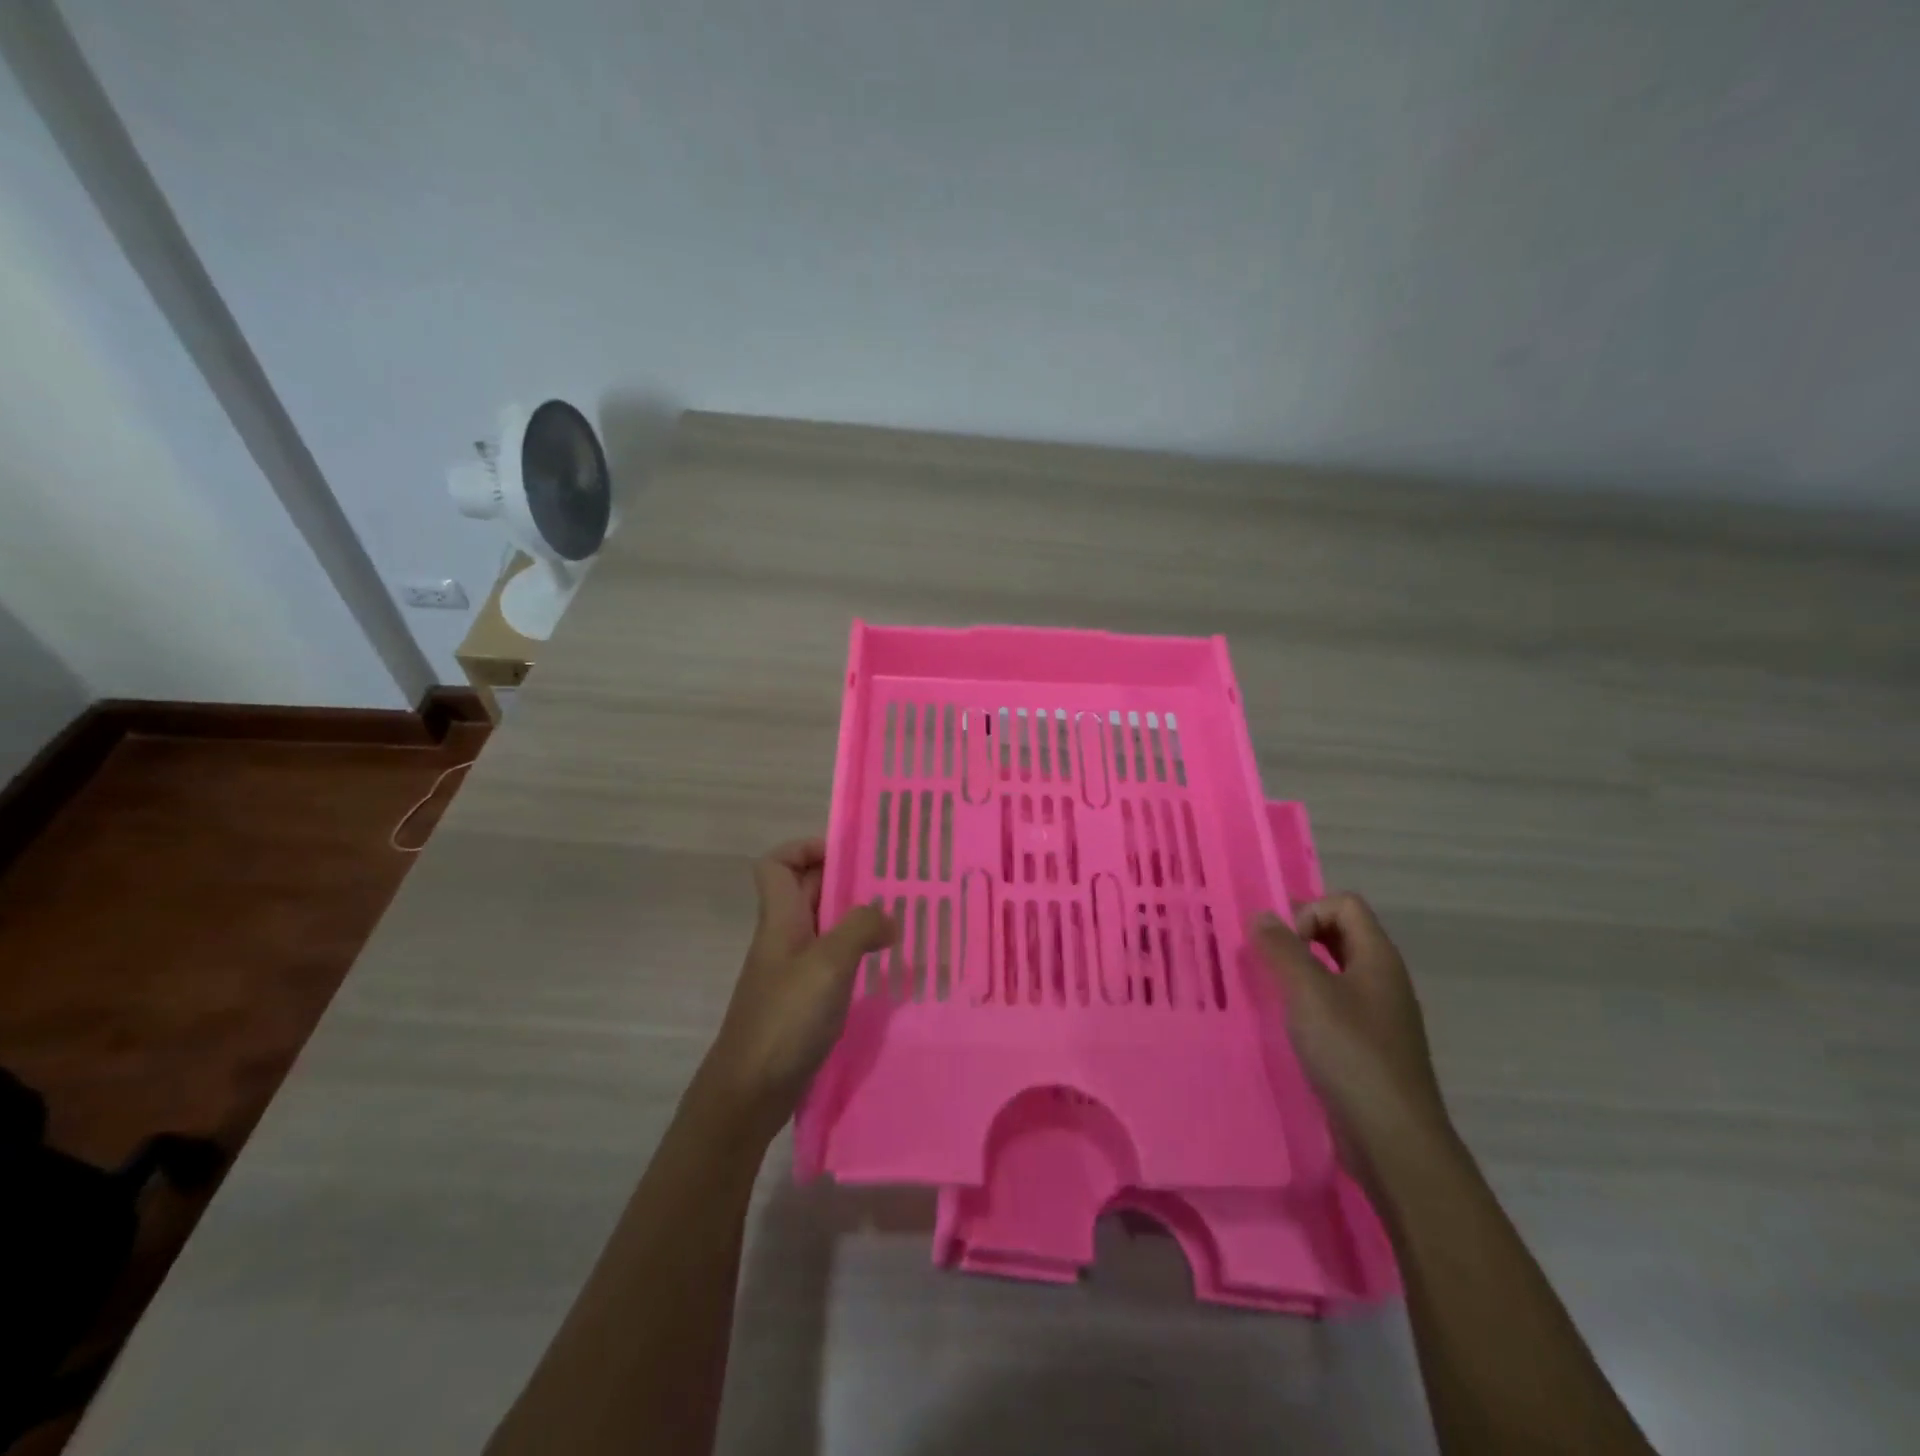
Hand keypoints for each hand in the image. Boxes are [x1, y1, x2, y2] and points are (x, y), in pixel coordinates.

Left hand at [699, 838, 896, 1137]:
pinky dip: (854, 954)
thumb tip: (888, 916)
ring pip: (822, 925)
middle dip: (844, 880)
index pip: (777, 863)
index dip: (806, 848)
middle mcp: (783, 937)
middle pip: (805, 890)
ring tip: (897, 921)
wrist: (749, 1093)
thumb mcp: (828, 965)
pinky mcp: (802, 1000)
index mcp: (780, 919)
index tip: (849, 855)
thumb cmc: (785, 1019)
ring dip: (854, 918)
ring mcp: (791, 970)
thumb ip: (860, 929)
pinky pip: (830, 960)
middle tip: (890, 884)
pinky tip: (883, 965)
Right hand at [1251, 894, 1451, 1179]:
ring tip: (1270, 992)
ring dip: (1301, 972)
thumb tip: (1262, 915)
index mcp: (1378, 958)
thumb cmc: (1351, 1054)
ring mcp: (1379, 1015)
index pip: (1345, 904)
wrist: (1393, 1139)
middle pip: (1341, 933)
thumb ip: (1282, 949)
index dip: (1309, 912)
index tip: (1283, 946)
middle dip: (1299, 938)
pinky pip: (1335, 1006)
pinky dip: (1309, 1004)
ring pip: (1335, 971)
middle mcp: (1383, 979)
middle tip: (1265, 961)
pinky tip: (1289, 1027)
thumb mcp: (1308, 993)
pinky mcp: (1368, 1047)